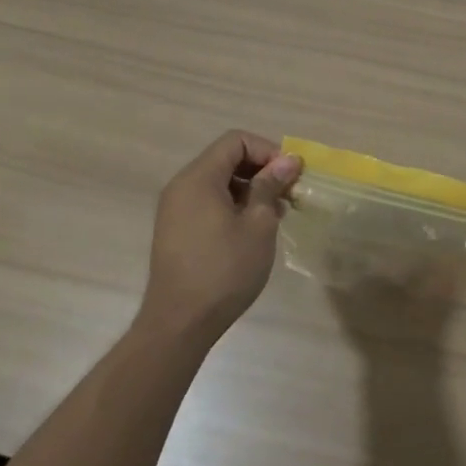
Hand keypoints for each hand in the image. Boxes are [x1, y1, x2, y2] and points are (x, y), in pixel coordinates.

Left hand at [139, 130, 301, 346]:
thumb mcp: (258, 225)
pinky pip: (209, 202)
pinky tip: (253, 231)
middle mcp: (182, 186)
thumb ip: (270, 185)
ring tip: (274, 216)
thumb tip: (288, 160)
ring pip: (219, 182)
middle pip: (227, 159)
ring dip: (250, 190)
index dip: (267, 150)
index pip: (236, 141)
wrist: (179, 324)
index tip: (289, 176)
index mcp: (198, 178)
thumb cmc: (224, 270)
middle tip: (287, 195)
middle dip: (261, 170)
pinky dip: (233, 206)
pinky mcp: (177, 230)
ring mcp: (176, 210)